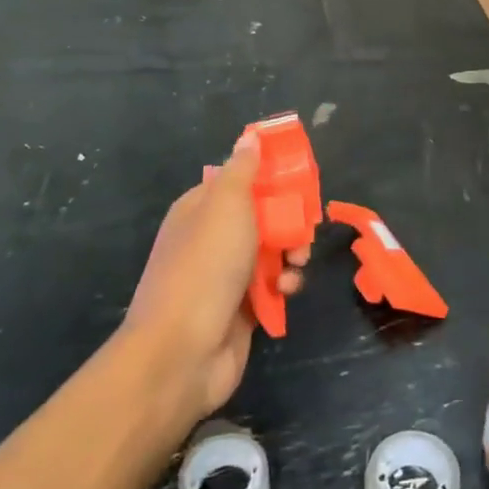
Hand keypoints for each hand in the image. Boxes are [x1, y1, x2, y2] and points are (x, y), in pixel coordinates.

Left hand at [124, 134, 307, 419]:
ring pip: (271, 251)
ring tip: (296, 262)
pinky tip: (286, 290)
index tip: (301, 180)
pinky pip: (271, 286)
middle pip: (262, 216)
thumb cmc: (205, 267)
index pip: (239, 180)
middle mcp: (211, 238)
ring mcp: (224, 275)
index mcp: (199, 209)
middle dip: (289, 220)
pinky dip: (284, 285)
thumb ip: (242, 171)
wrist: (183, 351)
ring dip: (291, 253)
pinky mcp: (241, 308)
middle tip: (306, 227)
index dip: (271, 178)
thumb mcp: (226, 206)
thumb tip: (249, 137)